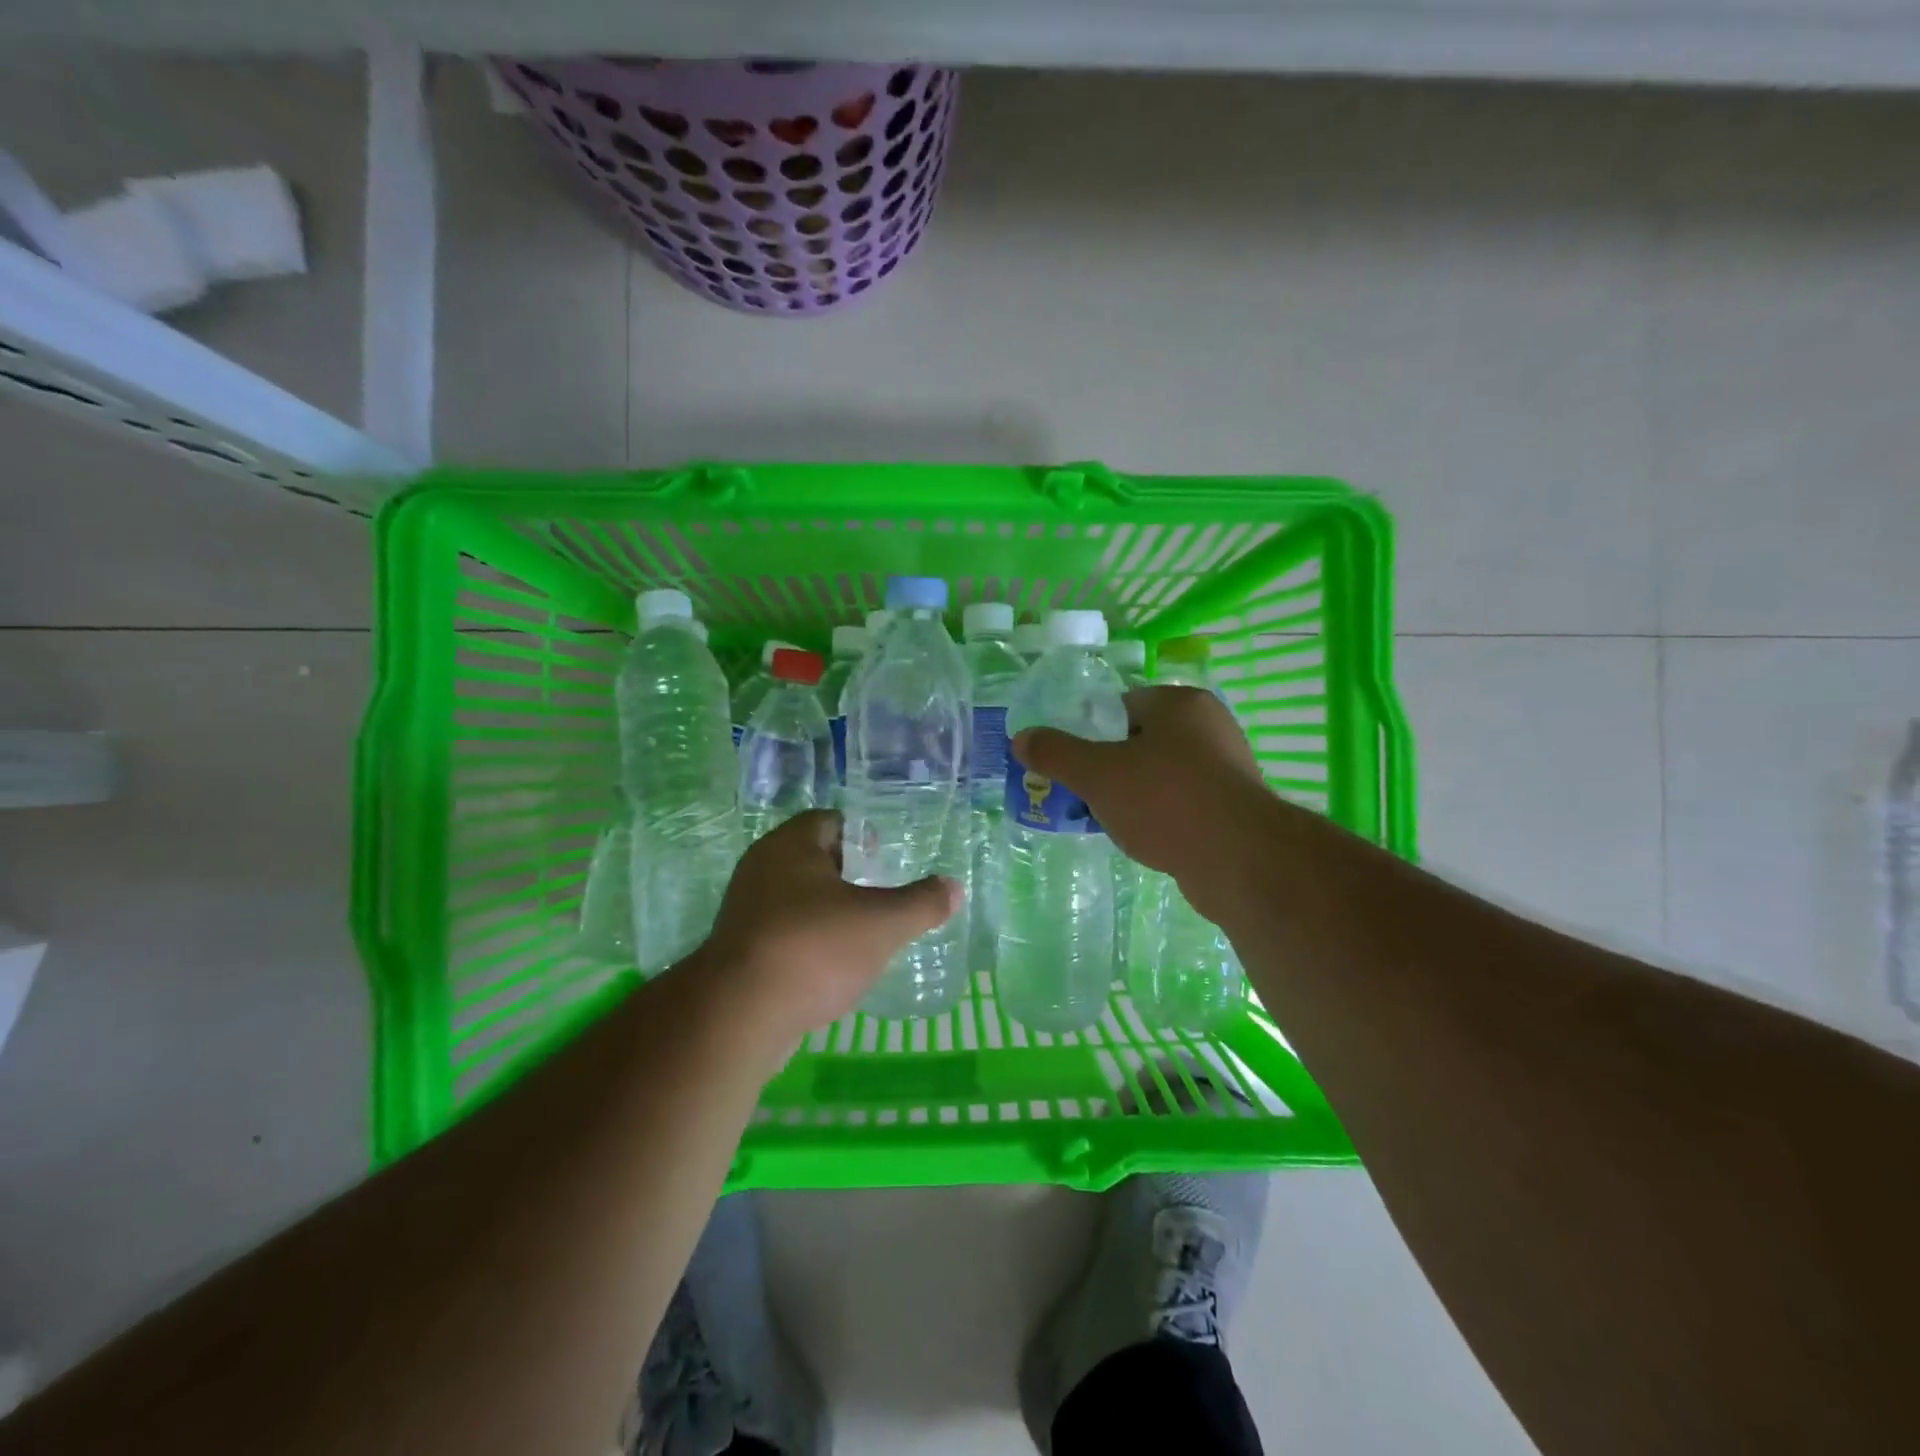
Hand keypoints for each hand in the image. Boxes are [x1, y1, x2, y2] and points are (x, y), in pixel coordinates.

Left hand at [699, 809, 961, 1048]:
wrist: (739, 1016)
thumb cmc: (814, 948)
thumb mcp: (882, 923)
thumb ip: (922, 903)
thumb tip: (954, 888)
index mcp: (790, 845)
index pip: (831, 822)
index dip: (862, 838)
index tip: (885, 864)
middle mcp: (761, 868)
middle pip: (814, 860)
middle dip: (849, 878)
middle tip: (881, 900)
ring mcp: (745, 910)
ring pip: (797, 899)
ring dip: (828, 913)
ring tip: (862, 937)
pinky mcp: (738, 951)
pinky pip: (782, 934)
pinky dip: (808, 944)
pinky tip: (831, 970)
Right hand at [1012, 686, 1268, 918]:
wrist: (1240, 861)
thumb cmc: (1165, 801)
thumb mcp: (1097, 774)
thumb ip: (1056, 753)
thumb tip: (1021, 738)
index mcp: (1180, 703)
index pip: (1121, 706)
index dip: (1091, 733)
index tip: (1074, 764)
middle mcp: (1210, 726)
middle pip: (1141, 740)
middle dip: (1110, 767)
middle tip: (1085, 795)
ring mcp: (1228, 767)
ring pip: (1161, 774)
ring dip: (1134, 794)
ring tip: (1109, 821)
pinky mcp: (1235, 806)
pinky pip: (1184, 802)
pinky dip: (1161, 816)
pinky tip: (1146, 839)